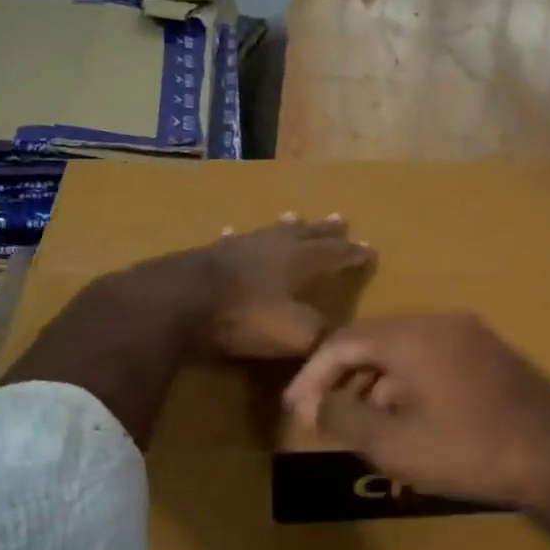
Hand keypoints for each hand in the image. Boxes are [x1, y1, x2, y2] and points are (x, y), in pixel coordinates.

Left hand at [194, 214, 373, 358]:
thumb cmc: (245, 317)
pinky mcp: (211, 253)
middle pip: (307, 233)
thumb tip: (335, 332)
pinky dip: (238, 238)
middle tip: (340, 219)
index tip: (370, 251)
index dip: (354, 254)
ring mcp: (240, 245)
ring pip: (271, 231)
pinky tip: (232, 234)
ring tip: (295, 216)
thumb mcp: (295, 333)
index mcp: (301, 261)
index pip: (337, 253)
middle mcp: (275, 245)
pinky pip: (232, 240)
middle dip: (326, 230)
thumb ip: (320, 332)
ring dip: (286, 226)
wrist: (179, 302)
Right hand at [282, 313, 549, 511]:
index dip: (313, 375)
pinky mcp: (492, 355)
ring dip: (376, 386)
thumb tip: (314, 405)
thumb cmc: (468, 450)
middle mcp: (440, 323)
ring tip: (362, 428)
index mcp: (411, 335)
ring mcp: (471, 336)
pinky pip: (433, 361)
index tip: (296, 410)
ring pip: (404, 353)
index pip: (342, 341)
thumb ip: (344, 418)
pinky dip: (408, 386)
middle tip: (324, 419)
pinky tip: (407, 422)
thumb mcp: (394, 443)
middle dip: (343, 380)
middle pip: (373, 343)